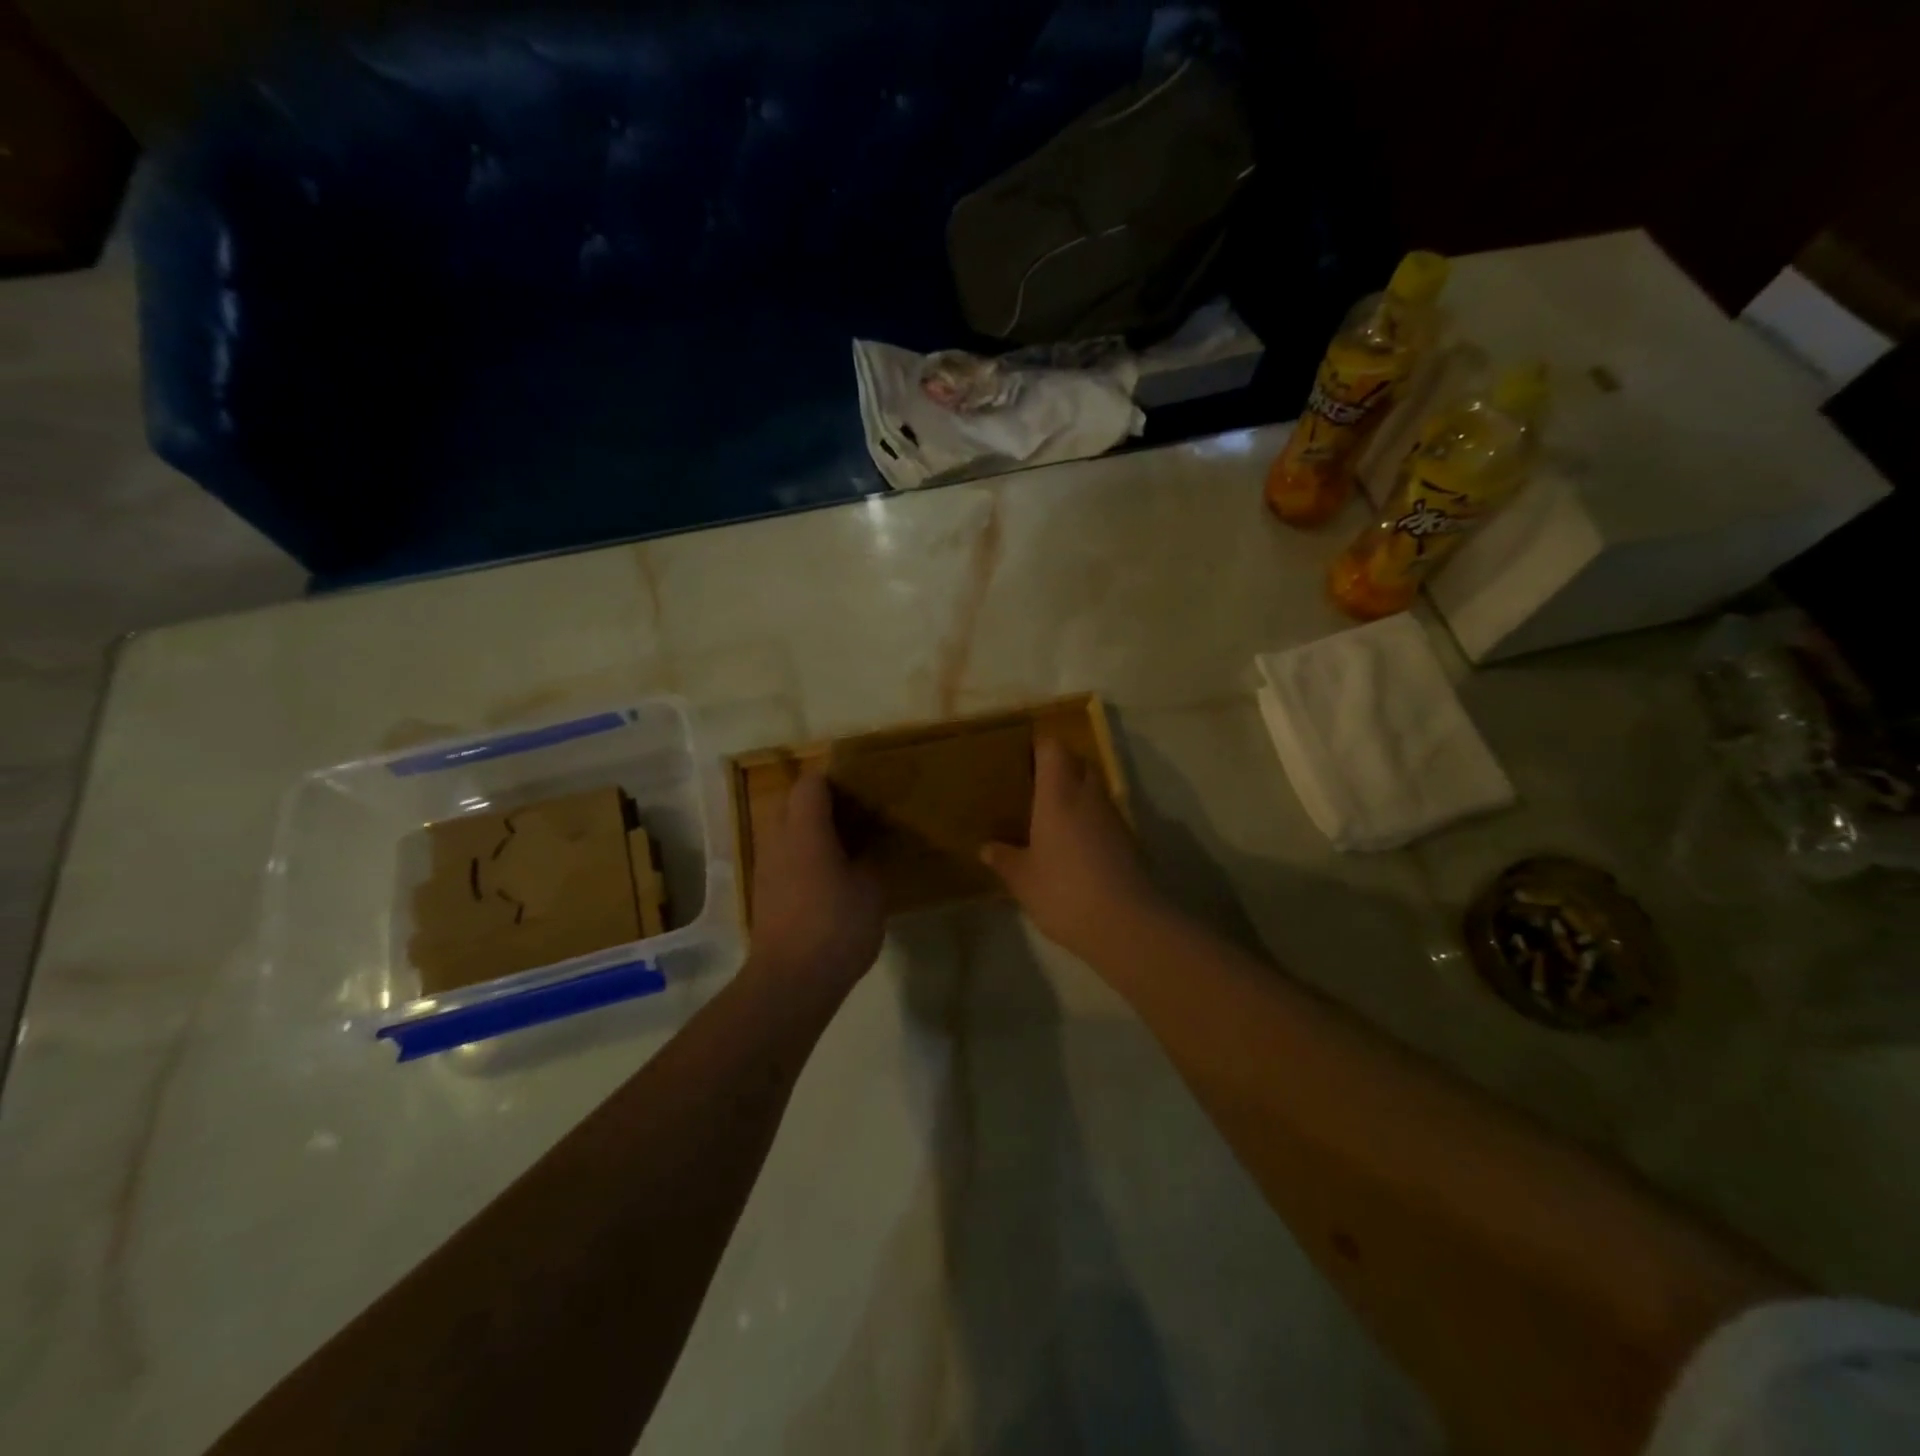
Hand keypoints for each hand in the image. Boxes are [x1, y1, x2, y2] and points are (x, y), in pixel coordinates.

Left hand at [747, 768, 884, 996]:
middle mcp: (778, 840)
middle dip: (820, 804)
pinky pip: (783, 858)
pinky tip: (828, 879)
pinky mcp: (763, 894)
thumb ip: (869, 858)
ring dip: (809, 832)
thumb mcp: (871, 889)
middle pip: (791, 803)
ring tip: (844, 848)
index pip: (811, 783)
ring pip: (784, 832)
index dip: (835, 780)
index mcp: (805, 830)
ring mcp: (765, 868)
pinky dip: (802, 857)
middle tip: (854, 817)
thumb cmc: (836, 926)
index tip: (861, 789)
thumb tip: (866, 846)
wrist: (790, 982)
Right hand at [982, 738, 1169, 963]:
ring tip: (1051, 815)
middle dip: (1059, 766)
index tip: (1021, 757)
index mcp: (1058, 794)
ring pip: (1095, 788)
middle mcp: (1088, 795)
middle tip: (1034, 785)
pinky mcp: (1128, 839)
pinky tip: (1074, 844)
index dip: (1039, 746)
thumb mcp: (1022, 879)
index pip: (1053, 749)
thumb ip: (1004, 858)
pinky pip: (1105, 815)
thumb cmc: (1063, 891)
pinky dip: (1090, 818)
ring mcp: (1113, 817)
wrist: (1125, 923)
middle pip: (1079, 762)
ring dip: (1077, 793)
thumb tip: (986, 847)